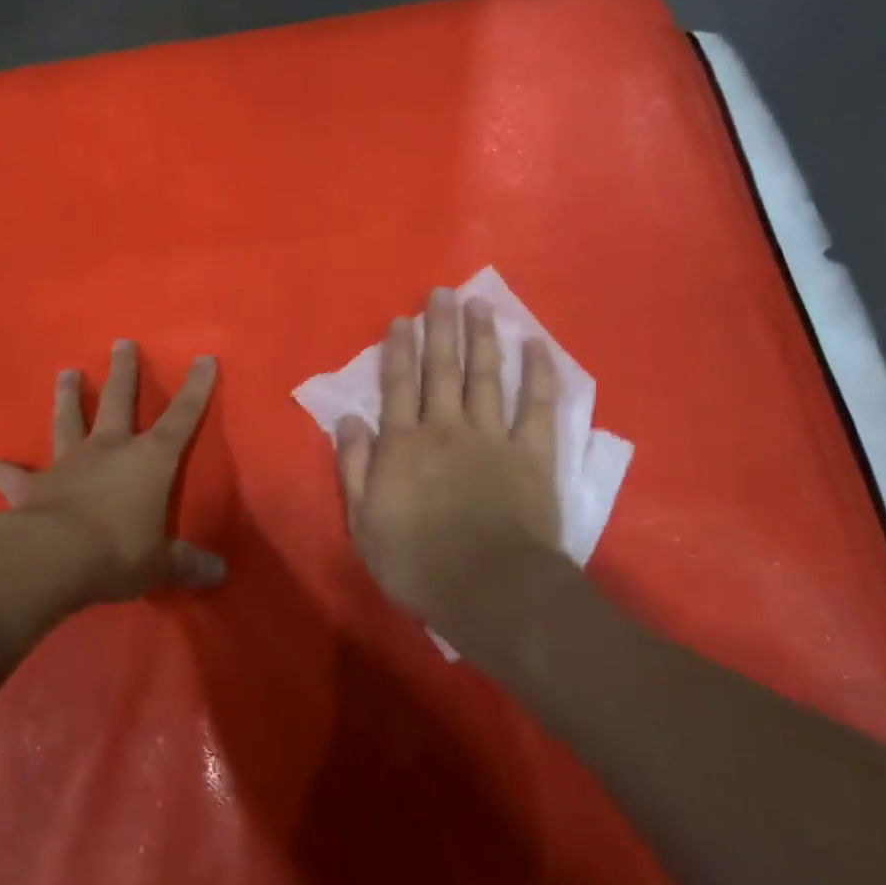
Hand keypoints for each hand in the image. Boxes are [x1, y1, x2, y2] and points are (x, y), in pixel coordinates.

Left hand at [0, 341, 223, 603]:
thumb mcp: (160, 563)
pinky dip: (4, 470)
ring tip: (66, 372)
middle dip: (123, 371)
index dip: (196, 388)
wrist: (52, 558)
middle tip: (121, 343)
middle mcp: (109, 451)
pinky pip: (16, 476)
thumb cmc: (118, 552)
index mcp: (149, 461)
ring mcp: (68, 463)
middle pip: (118, 400)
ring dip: (68, 396)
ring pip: (69, 421)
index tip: (203, 357)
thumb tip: (219, 575)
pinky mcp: (32, 486)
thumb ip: (187, 563)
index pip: (182, 418)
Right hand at [334, 289, 561, 623]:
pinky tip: (536, 345)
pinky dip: (538, 374)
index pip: (398, 385)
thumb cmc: (417, 562)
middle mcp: (446, 428)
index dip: (398, 350)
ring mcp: (493, 437)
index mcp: (404, 444)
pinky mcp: (532, 454)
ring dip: (481, 338)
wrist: (490, 591)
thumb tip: (348, 419)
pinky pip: (537, 406)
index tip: (401, 319)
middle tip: (442, 293)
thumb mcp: (363, 522)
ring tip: (479, 305)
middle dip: (440, 329)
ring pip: (485, 376)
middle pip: (442, 370)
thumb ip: (353, 467)